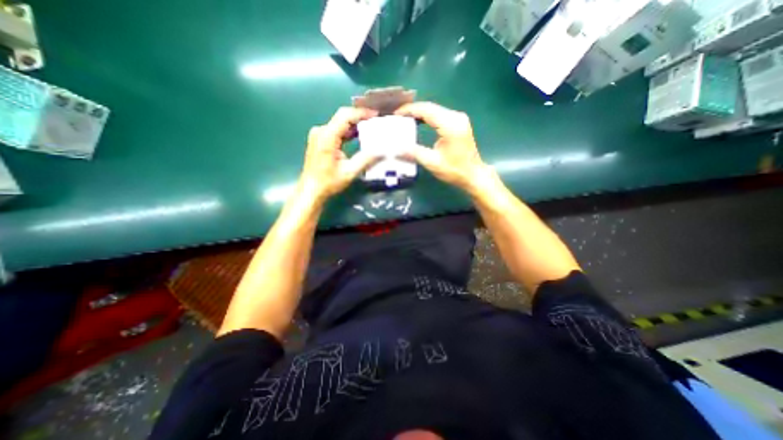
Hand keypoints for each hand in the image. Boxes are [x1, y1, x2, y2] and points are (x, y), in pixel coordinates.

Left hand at [301, 106, 382, 202]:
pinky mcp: (319, 140)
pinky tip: (359, 136)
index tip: (376, 115)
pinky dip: (348, 132)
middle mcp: (321, 131)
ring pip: (340, 124)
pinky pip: (336, 131)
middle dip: (360, 118)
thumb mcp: (350, 172)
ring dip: (355, 125)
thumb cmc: (328, 182)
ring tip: (371, 128)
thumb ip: (366, 159)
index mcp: (327, 136)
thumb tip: (382, 151)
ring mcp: (319, 135)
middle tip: (376, 122)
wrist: (311, 190)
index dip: (361, 113)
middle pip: (342, 117)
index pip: (345, 116)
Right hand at [399, 103, 487, 194]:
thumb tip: (396, 149)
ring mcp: (459, 119)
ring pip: (435, 110)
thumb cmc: (455, 171)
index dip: (409, 110)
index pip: (426, 110)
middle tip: (398, 117)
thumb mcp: (432, 163)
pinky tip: (418, 121)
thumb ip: (414, 153)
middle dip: (413, 110)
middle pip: (430, 107)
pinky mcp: (459, 123)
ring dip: (420, 113)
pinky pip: (440, 115)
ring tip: (405, 118)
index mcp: (450, 125)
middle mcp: (456, 117)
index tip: (396, 115)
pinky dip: (427, 117)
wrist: (474, 175)